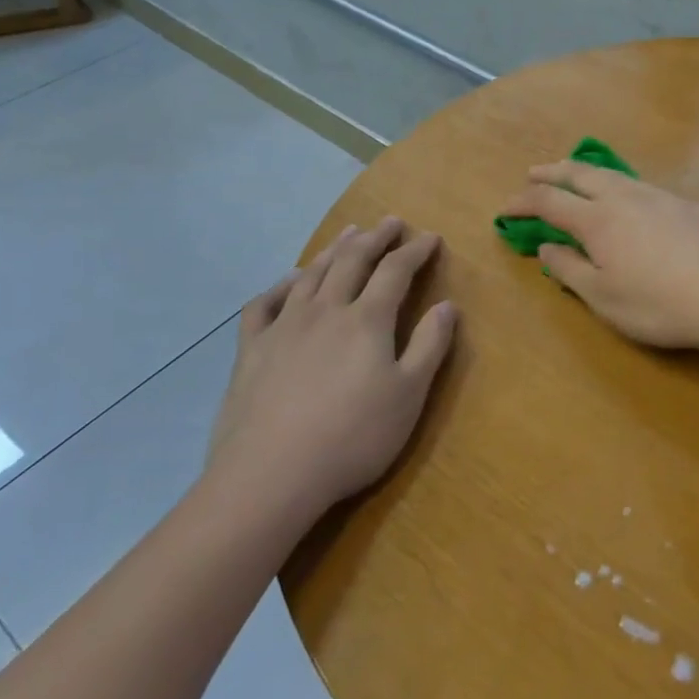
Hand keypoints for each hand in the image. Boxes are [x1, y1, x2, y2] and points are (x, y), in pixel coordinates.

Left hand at [206, 218, 456, 524]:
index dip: (415, 251)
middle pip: (353, 261)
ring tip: (349, 234)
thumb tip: (447, 305)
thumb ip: (429, 346)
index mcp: (366, 320)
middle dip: (376, 238)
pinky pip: (264, 305)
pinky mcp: (252, 350)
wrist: (269, 476)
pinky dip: (280, 286)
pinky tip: (289, 282)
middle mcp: (325, 311)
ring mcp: (284, 327)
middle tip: (391, 221)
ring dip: (334, 249)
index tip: (430, 237)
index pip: (396, 271)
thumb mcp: (408, 396)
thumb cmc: (352, 437)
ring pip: (311, 274)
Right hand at [499, 162, 698, 348]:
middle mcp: (624, 198)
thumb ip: (569, 268)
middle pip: (580, 174)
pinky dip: (619, 185)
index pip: (550, 201)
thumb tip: (547, 245)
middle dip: (552, 172)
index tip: (506, 209)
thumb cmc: (656, 304)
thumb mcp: (602, 297)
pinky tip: (628, 198)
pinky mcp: (685, 205)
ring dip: (586, 173)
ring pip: (614, 174)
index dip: (524, 202)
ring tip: (575, 176)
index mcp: (597, 220)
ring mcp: (658, 196)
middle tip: (533, 173)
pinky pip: (641, 185)